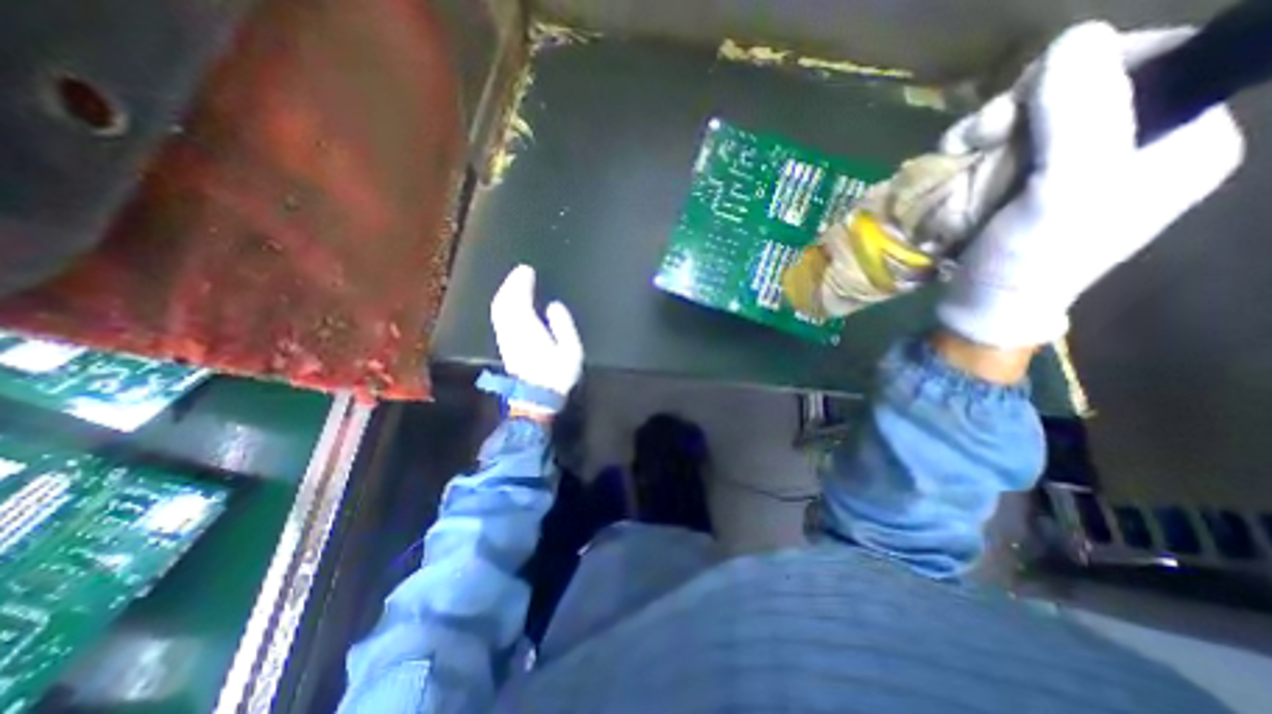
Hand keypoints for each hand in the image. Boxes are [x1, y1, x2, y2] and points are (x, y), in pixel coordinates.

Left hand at [487, 264, 582, 412]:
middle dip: (511, 284)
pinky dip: (503, 305)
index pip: (520, 300)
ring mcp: (506, 338)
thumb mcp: (570, 351)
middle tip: (520, 272)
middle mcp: (512, 330)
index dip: (521, 283)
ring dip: (505, 293)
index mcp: (528, 329)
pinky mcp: (505, 345)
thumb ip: (563, 325)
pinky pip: (500, 318)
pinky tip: (509, 304)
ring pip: (499, 310)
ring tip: (514, 283)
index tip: (526, 270)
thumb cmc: (557, 376)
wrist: (536, 399)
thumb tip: (554, 306)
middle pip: (505, 302)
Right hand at [932, 21, 1242, 345]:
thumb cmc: (1030, 260)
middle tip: (979, 139)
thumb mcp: (1066, 190)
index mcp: (1180, 139)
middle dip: (1018, 109)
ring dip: (987, 132)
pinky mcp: (1028, 183)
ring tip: (959, 157)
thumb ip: (1082, 112)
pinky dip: (974, 151)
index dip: (1078, 73)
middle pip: (1077, 88)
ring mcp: (1072, 165)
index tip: (1019, 111)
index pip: (1149, 60)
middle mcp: (1133, 144)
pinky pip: (1004, 146)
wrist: (984, 307)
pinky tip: (957, 167)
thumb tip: (1073, 39)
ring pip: (1030, 117)